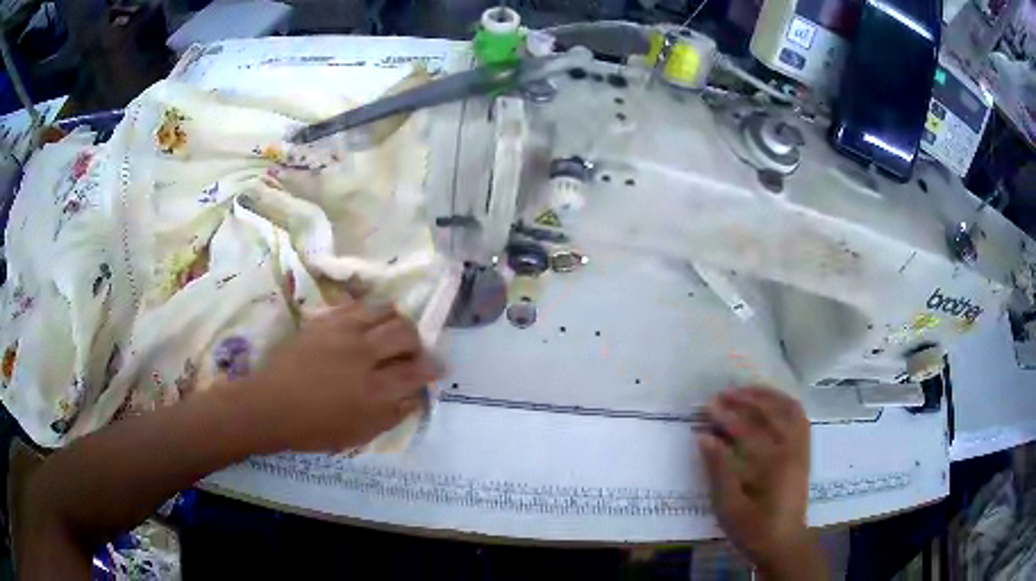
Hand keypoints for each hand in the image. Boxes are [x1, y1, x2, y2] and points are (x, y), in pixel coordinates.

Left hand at [244, 303, 441, 451]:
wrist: (271, 405)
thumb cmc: (314, 428)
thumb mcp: (359, 434)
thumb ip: (392, 415)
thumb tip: (414, 397)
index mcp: (374, 391)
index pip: (415, 372)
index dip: (432, 368)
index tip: (439, 367)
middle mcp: (363, 356)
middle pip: (405, 334)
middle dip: (417, 342)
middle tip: (413, 350)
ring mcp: (343, 334)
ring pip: (384, 312)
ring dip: (396, 320)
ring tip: (393, 330)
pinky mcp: (325, 320)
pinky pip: (357, 306)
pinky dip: (371, 312)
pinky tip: (368, 322)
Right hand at [698, 387, 821, 578]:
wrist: (783, 544)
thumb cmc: (753, 530)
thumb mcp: (729, 508)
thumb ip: (719, 471)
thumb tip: (704, 438)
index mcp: (775, 465)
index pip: (748, 430)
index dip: (726, 416)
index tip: (707, 406)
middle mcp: (793, 450)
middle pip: (772, 413)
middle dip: (747, 399)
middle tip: (724, 393)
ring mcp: (801, 449)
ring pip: (790, 409)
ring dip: (768, 396)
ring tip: (747, 391)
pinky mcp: (803, 452)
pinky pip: (799, 418)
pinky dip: (784, 405)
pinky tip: (770, 404)